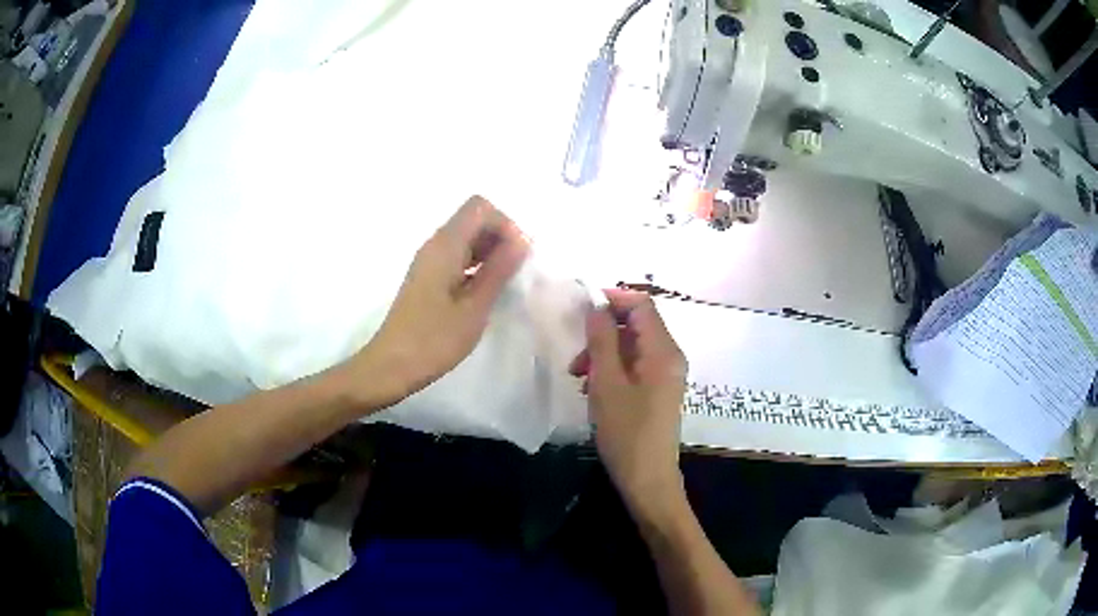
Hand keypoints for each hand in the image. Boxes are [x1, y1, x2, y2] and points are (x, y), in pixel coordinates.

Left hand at [353, 195, 528, 404]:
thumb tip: (523, 239)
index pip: (480, 207)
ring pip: (467, 239)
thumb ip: (499, 270)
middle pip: (473, 220)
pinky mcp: (427, 278)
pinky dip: (476, 266)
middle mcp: (435, 245)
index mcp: (445, 245)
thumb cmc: (433, 340)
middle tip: (515, 272)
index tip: (518, 256)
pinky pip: (457, 258)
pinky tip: (486, 292)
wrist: (391, 366)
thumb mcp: (474, 307)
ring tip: (505, 284)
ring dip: (490, 253)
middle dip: (500, 237)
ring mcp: (429, 262)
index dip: (504, 224)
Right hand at [570, 290, 687, 507]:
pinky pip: (634, 366)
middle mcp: (669, 357)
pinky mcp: (658, 391)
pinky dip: (612, 370)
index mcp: (663, 350)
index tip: (582, 308)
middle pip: (636, 325)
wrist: (647, 478)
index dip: (613, 299)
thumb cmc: (626, 432)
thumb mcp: (607, 383)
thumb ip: (602, 340)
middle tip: (577, 358)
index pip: (642, 304)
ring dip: (603, 354)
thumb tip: (597, 305)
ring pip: (631, 347)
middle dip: (603, 333)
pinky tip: (593, 390)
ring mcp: (666, 375)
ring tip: (580, 378)